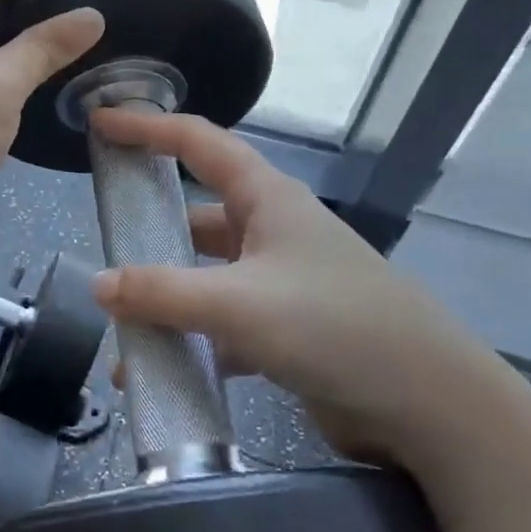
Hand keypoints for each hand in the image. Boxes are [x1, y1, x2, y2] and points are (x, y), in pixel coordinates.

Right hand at [88, 110, 505, 460]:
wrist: (433, 409)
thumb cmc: (336, 327)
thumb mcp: (240, 305)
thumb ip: (162, 294)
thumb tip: (97, 285)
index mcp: (266, 198)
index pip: (197, 141)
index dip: (146, 126)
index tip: (99, 122)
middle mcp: (271, 230)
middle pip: (195, 216)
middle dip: (148, 233)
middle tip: (100, 249)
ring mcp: (280, 282)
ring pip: (205, 278)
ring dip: (165, 302)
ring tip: (120, 333)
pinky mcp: (287, 330)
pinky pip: (222, 325)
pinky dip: (190, 343)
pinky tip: (159, 377)